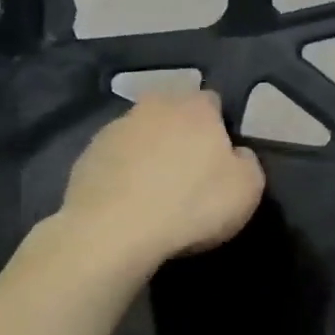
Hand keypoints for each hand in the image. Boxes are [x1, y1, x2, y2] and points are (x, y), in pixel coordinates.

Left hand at [60, 91, 265, 272]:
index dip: (219, 126)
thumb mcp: (247, 189)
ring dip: (149, 153)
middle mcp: (153, 106)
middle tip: (188, 172)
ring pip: (141, 135)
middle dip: (181, 135)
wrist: (113, 231)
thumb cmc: (191, 204)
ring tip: (155, 191)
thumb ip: (247, 162)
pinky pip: (115, 159)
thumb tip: (237, 154)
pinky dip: (123, 173)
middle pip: (173, 114)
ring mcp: (114, 128)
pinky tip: (128, 202)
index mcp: (195, 108)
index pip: (213, 102)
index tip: (220, 156)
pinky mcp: (87, 155)